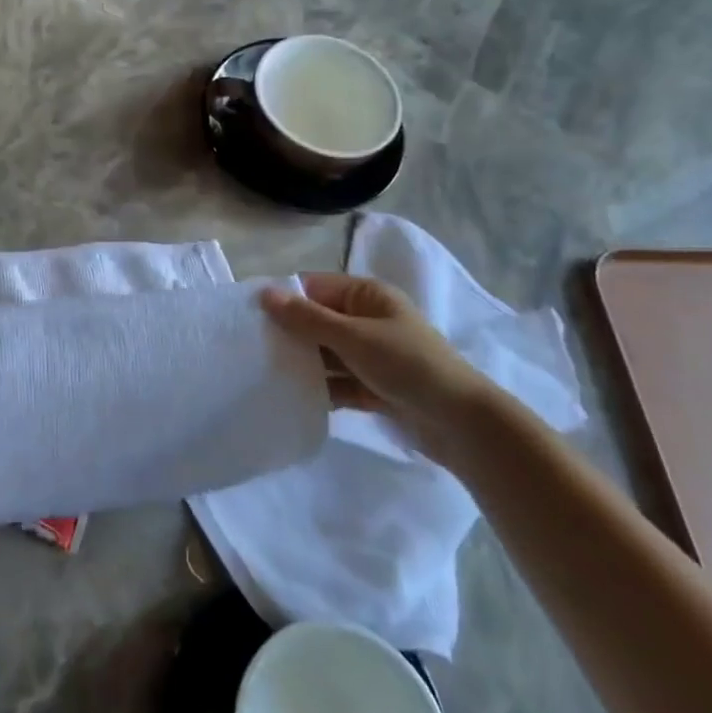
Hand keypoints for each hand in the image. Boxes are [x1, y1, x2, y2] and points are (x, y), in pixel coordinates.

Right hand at [262, 275, 500, 463]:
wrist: (463, 424)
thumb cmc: (408, 365)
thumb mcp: (353, 337)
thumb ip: (307, 318)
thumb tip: (264, 294)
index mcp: (367, 296)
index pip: (313, 288)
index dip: (283, 299)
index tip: (248, 316)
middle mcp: (367, 319)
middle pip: (317, 321)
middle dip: (289, 334)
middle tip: (251, 349)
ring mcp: (371, 355)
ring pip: (325, 353)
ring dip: (302, 364)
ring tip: (264, 374)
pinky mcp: (374, 386)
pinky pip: (337, 381)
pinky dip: (319, 388)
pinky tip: (293, 398)